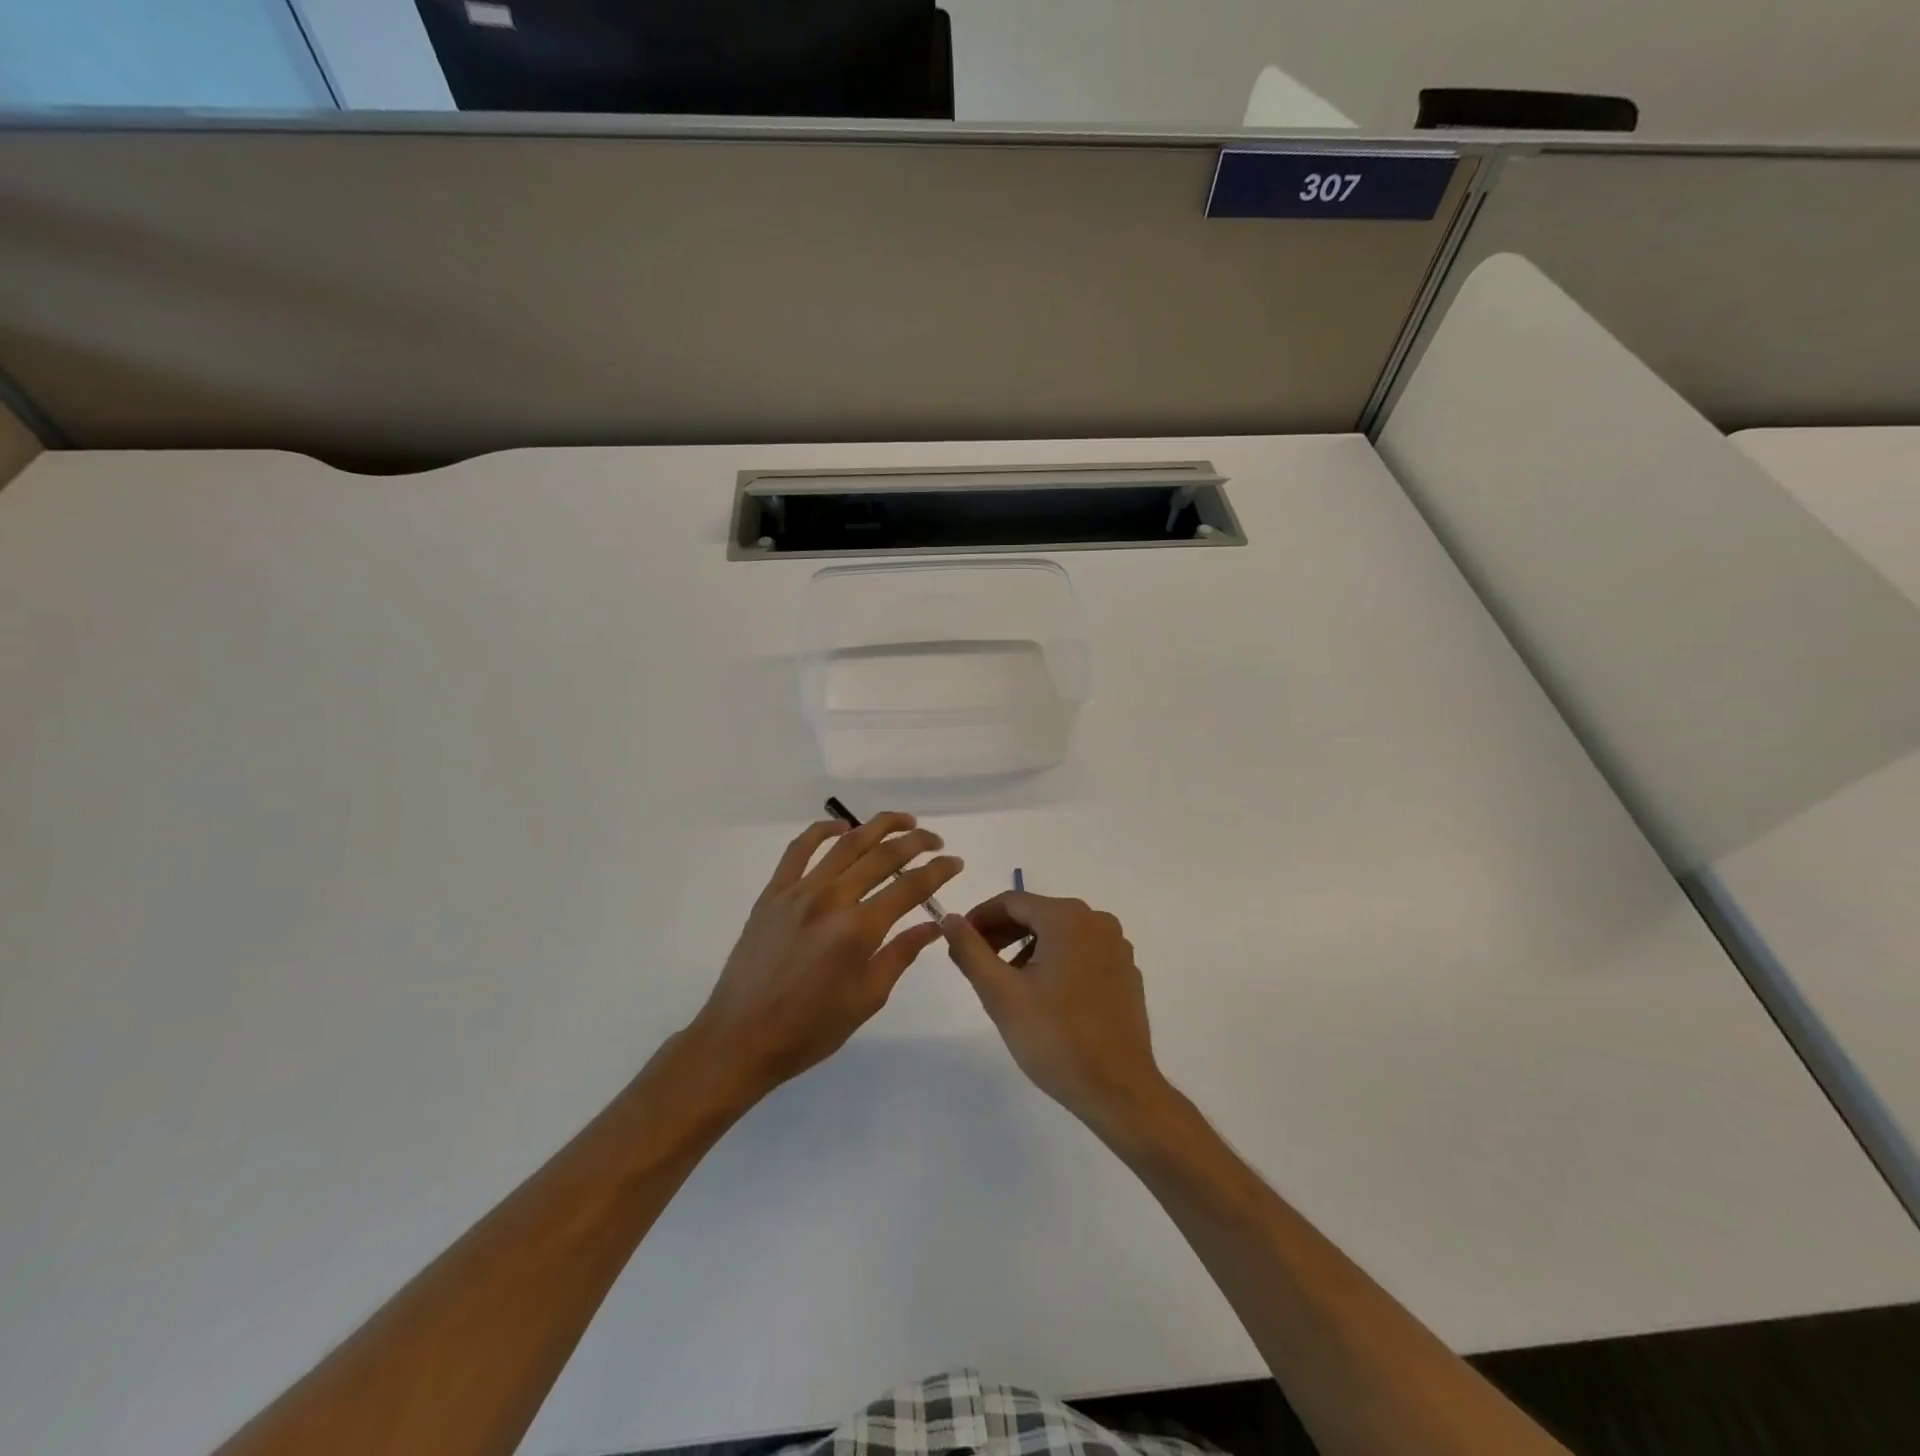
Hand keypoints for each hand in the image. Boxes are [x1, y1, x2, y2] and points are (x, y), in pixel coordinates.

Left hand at [686, 813, 961, 1106]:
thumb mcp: (867, 999)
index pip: (910, 887)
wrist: (741, 1038)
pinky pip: (799, 849)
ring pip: (846, 844)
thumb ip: (900, 955)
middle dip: (916, 842)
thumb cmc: (809, 1029)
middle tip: (935, 841)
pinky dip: (822, 831)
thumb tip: (933, 925)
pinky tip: (841, 828)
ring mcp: (798, 892)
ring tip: (903, 822)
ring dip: (878, 826)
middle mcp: (831, 899)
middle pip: (882, 856)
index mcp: (859, 930)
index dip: (938, 871)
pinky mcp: (773, 893)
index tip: (955, 862)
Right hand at [943, 892, 1171, 1138]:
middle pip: (1038, 914)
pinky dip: (1057, 961)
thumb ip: (970, 950)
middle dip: (1002, 933)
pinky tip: (1044, 995)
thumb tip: (949, 919)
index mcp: (1067, 918)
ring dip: (1028, 947)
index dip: (979, 918)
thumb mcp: (1000, 993)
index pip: (1011, 902)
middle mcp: (1097, 922)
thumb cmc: (1054, 1037)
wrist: (1118, 1089)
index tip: (959, 941)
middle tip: (977, 962)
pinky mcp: (1126, 972)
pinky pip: (1083, 952)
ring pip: (1060, 933)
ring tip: (1008, 982)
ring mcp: (1117, 947)